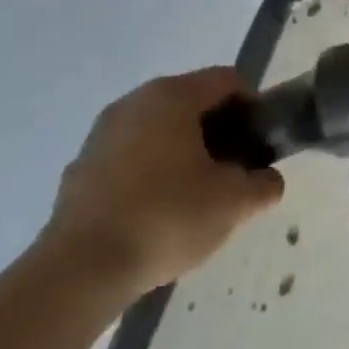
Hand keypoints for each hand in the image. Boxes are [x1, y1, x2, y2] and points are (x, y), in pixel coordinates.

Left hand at [40, 68, 283, 293]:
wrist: (83, 268)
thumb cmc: (169, 217)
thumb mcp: (237, 202)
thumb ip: (265, 183)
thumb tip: (265, 179)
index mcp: (172, 97)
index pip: (228, 80)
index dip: (255, 108)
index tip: (263, 145)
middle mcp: (133, 103)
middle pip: (193, 102)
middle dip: (223, 131)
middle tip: (238, 170)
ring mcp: (102, 134)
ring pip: (162, 129)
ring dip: (189, 150)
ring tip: (203, 194)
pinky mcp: (83, 167)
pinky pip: (134, 155)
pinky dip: (156, 170)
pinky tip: (164, 210)